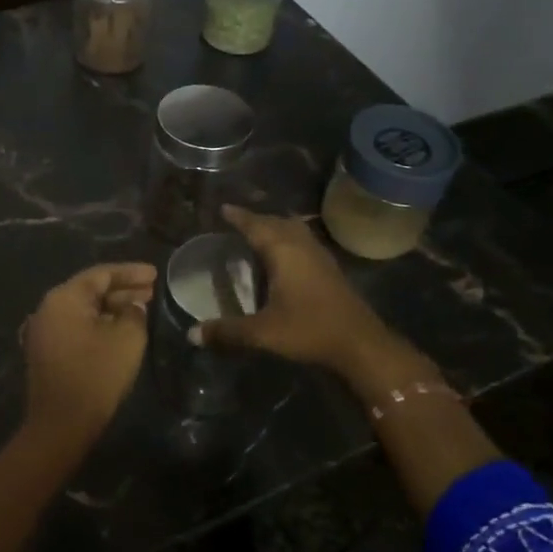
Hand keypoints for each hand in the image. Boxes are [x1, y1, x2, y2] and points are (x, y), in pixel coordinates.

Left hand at [23, 262, 156, 437]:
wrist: (60, 425)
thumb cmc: (95, 376)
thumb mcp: (127, 340)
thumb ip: (134, 314)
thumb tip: (133, 307)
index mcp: (64, 298)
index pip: (101, 274)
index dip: (131, 273)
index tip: (155, 274)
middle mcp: (48, 308)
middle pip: (90, 290)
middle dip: (122, 289)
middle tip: (152, 291)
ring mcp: (43, 330)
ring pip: (83, 309)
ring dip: (112, 307)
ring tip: (141, 308)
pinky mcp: (46, 351)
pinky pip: (76, 326)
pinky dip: (98, 323)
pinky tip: (119, 329)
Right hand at [194, 205, 397, 374]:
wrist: (360, 343)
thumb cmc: (309, 330)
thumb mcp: (263, 333)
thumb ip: (227, 332)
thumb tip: (191, 334)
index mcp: (283, 251)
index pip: (255, 225)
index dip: (238, 217)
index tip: (223, 208)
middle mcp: (301, 245)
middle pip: (276, 222)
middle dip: (256, 219)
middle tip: (236, 220)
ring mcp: (319, 255)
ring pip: (293, 229)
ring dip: (275, 226)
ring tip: (258, 232)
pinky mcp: (330, 268)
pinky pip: (303, 241)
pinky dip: (288, 239)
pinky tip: (284, 255)